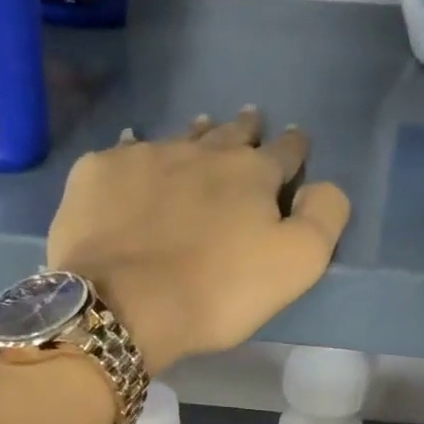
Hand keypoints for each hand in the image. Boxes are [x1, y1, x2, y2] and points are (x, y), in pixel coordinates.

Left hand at [47, 108, 350, 373]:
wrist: (123, 303)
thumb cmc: (217, 290)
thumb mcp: (296, 264)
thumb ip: (323, 219)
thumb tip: (324, 186)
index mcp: (251, 174)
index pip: (284, 152)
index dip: (294, 147)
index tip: (296, 140)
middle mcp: (200, 152)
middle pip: (230, 134)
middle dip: (246, 129)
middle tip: (250, 120)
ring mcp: (145, 157)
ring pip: (178, 137)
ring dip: (195, 134)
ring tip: (201, 127)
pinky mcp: (98, 173)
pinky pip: (122, 153)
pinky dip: (134, 154)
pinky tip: (132, 157)